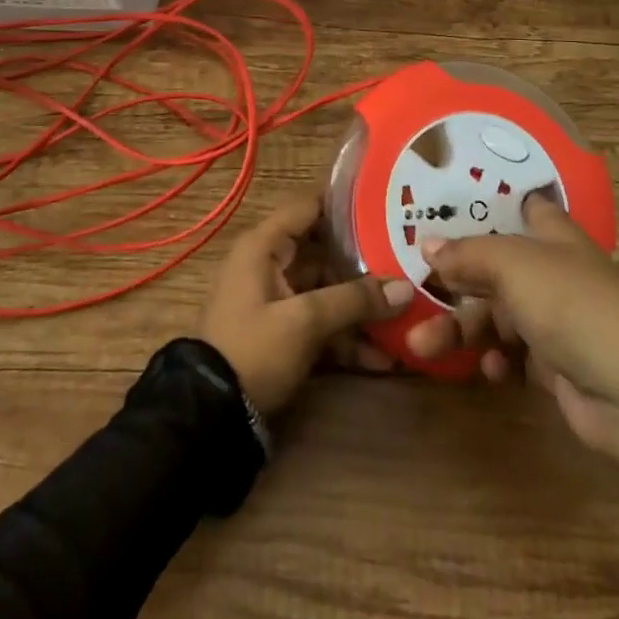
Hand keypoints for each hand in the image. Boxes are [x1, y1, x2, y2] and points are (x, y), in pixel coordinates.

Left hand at [198, 192, 414, 414]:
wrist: (210, 416)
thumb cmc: (253, 349)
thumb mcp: (304, 321)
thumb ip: (354, 300)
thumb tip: (406, 287)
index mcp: (265, 245)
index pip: (309, 205)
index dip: (346, 202)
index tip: (387, 204)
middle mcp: (271, 264)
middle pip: (325, 250)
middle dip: (366, 261)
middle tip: (408, 261)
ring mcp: (278, 300)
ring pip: (327, 290)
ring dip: (362, 306)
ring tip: (407, 315)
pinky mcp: (284, 333)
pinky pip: (321, 323)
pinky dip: (347, 337)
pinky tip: (385, 358)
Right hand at [406, 192, 618, 408]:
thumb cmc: (573, 306)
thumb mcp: (513, 266)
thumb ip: (467, 253)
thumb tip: (426, 244)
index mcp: (551, 233)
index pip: (518, 205)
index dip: (484, 202)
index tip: (441, 204)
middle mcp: (551, 269)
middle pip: (491, 266)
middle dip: (452, 280)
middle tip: (412, 292)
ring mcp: (554, 318)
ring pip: (494, 314)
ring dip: (460, 329)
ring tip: (421, 347)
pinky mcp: (555, 365)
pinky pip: (511, 354)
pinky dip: (495, 360)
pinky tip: (489, 371)